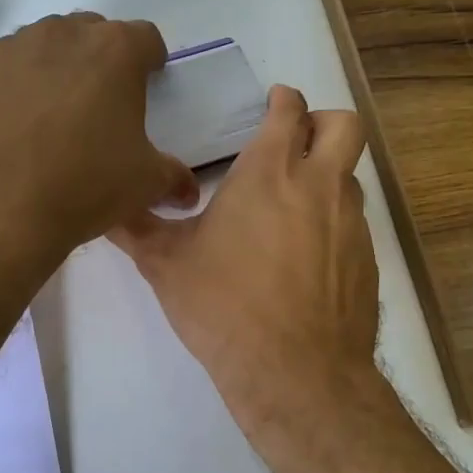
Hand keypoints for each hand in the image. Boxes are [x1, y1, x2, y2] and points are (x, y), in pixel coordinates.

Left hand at [0, 13, 197, 264]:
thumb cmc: (83, 184)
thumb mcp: (143, 184)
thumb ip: (172, 176)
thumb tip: (187, 190)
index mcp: (115, 50)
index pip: (146, 38)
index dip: (151, 61)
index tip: (149, 84)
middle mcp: (64, 34)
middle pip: (93, 33)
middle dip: (103, 59)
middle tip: (103, 101)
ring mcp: (15, 49)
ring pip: (48, 45)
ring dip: (60, 66)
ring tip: (58, 112)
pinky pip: (11, 68)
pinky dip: (21, 85)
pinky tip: (19, 124)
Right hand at [109, 86, 379, 407]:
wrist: (295, 372)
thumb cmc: (223, 305)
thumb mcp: (165, 265)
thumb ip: (136, 229)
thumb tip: (105, 209)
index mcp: (269, 172)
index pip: (289, 111)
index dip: (282, 100)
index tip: (271, 104)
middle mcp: (318, 185)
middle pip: (343, 126)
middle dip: (322, 122)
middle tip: (293, 141)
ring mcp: (350, 223)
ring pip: (350, 176)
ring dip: (326, 176)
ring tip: (291, 207)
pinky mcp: (366, 260)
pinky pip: (354, 222)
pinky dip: (333, 222)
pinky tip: (304, 257)